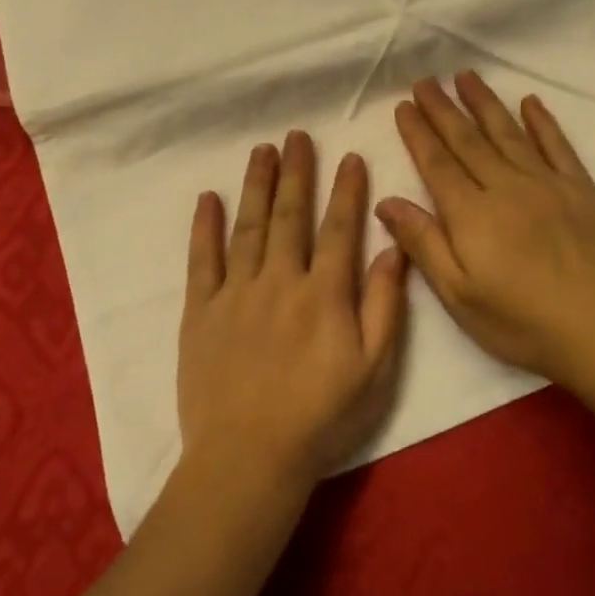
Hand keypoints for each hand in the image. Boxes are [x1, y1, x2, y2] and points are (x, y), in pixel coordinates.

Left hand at [177, 131, 408, 492]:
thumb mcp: (373, 370)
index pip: (339, 228)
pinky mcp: (202, 311)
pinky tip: (208, 198)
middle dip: (296, 172)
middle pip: (290, 215)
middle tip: (296, 135)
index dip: (346, 190)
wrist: (248, 459)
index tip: (349, 156)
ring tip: (262, 150)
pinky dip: (205, 227)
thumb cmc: (320, 418)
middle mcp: (280, 280)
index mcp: (324, 293)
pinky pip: (202, 260)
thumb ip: (384, 306)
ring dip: (256, 185)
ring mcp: (236, 293)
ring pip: (248, 226)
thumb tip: (392, 250)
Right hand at [376, 72, 594, 382]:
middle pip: (467, 140)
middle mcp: (505, 186)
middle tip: (426, 81)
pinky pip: (557, 146)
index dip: (418, 132)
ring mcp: (546, 183)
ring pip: (508, 133)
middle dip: (443, 109)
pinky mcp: (580, 189)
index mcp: (471, 213)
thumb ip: (423, 243)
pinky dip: (542, 122)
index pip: (437, 163)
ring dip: (484, 103)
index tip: (403, 105)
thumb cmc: (520, 321)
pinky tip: (530, 102)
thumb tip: (386, 201)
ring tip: (466, 76)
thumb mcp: (458, 295)